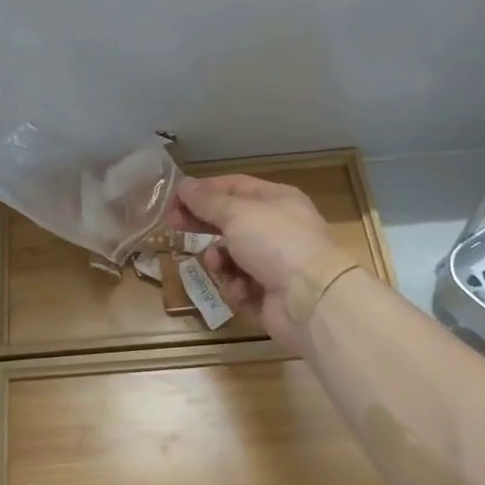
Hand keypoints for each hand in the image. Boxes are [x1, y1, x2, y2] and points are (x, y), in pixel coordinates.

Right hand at [169, 175, 334, 352]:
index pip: (234, 186)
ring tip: (218, 263)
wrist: (311, 299)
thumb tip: (183, 185)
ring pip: (231, 256)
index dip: (203, 190)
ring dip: (220, 260)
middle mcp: (277, 228)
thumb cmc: (275, 242)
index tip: (174, 198)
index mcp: (276, 200)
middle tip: (173, 225)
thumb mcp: (237, 214)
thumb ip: (207, 202)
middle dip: (203, 224)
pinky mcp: (270, 295)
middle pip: (230, 221)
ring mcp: (275, 263)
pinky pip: (241, 286)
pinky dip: (237, 287)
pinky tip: (242, 290)